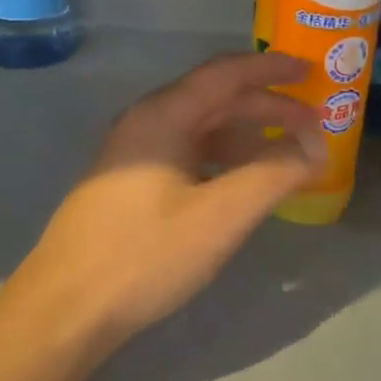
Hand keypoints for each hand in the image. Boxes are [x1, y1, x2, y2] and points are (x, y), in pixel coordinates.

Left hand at [7, 52, 324, 346]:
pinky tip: (244, 183)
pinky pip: (189, 154)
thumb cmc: (144, 254)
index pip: (227, 73)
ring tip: (288, 156)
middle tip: (314, 124)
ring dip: (248, 136)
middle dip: (268, 108)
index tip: (311, 72)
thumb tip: (316, 148)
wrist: (64, 312)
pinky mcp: (131, 183)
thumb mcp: (219, 215)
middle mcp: (147, 122)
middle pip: (217, 99)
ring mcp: (135, 153)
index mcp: (164, 115)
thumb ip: (273, 175)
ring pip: (203, 129)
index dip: (273, 69)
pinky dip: (225, 159)